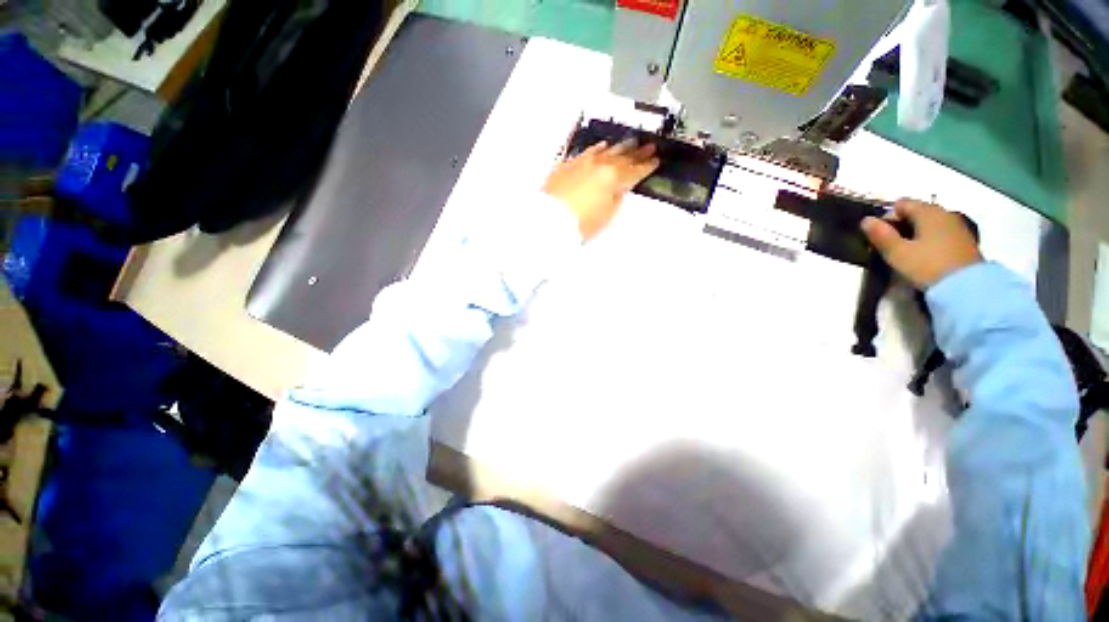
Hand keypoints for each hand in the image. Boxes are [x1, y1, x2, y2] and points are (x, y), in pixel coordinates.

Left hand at [543, 140, 659, 239]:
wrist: (549, 220)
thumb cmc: (581, 223)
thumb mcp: (607, 215)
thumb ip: (616, 198)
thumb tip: (619, 189)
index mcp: (613, 178)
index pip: (635, 171)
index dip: (647, 166)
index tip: (656, 161)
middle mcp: (600, 165)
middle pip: (623, 157)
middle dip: (637, 152)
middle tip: (649, 146)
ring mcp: (583, 162)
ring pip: (606, 151)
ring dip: (620, 147)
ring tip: (630, 142)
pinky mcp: (569, 165)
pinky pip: (588, 152)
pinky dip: (598, 149)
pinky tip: (602, 147)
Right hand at [861, 199, 981, 287]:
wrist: (967, 288)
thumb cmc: (927, 266)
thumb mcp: (897, 253)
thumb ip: (880, 235)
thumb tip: (865, 220)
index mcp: (927, 212)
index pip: (901, 204)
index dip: (886, 217)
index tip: (879, 236)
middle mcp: (944, 213)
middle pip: (917, 212)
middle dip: (902, 224)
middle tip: (891, 245)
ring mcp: (957, 226)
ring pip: (930, 222)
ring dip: (916, 232)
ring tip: (907, 251)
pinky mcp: (965, 240)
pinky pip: (941, 232)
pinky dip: (930, 239)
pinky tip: (925, 255)